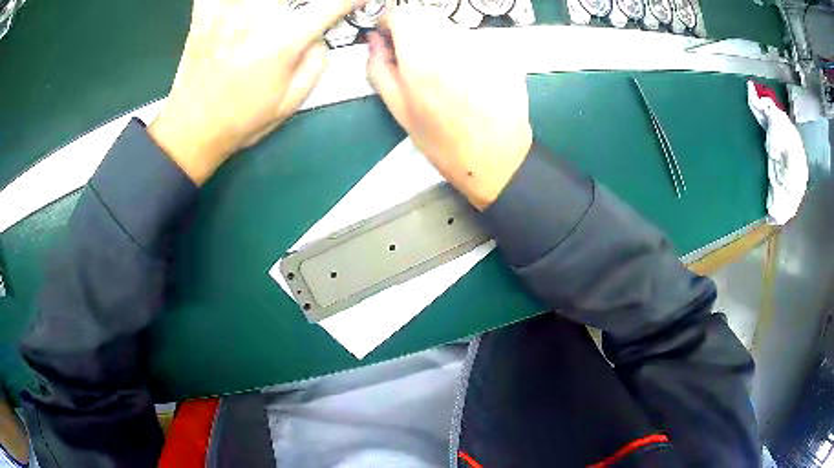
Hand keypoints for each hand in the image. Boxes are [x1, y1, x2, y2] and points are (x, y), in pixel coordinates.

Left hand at [150, 0, 357, 184]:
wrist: (190, 131)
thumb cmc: (241, 120)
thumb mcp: (291, 102)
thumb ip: (317, 62)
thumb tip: (319, 35)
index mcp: (283, 40)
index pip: (333, 4)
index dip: (351, 1)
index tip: (357, 1)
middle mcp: (257, 16)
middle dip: (303, 4)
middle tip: (300, 16)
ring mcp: (227, 11)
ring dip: (273, 4)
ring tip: (274, 15)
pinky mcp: (204, 14)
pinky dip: (225, 0)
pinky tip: (237, 9)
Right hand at [367, 7, 532, 209]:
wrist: (496, 158)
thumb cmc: (442, 141)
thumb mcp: (399, 109)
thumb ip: (379, 68)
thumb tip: (374, 40)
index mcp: (422, 57)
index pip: (403, 13)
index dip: (391, 22)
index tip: (390, 36)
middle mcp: (454, 44)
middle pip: (428, 14)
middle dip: (415, 28)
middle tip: (415, 56)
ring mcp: (483, 47)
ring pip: (452, 27)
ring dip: (441, 39)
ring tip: (445, 73)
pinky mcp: (503, 54)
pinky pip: (475, 40)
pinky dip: (465, 50)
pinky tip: (469, 77)